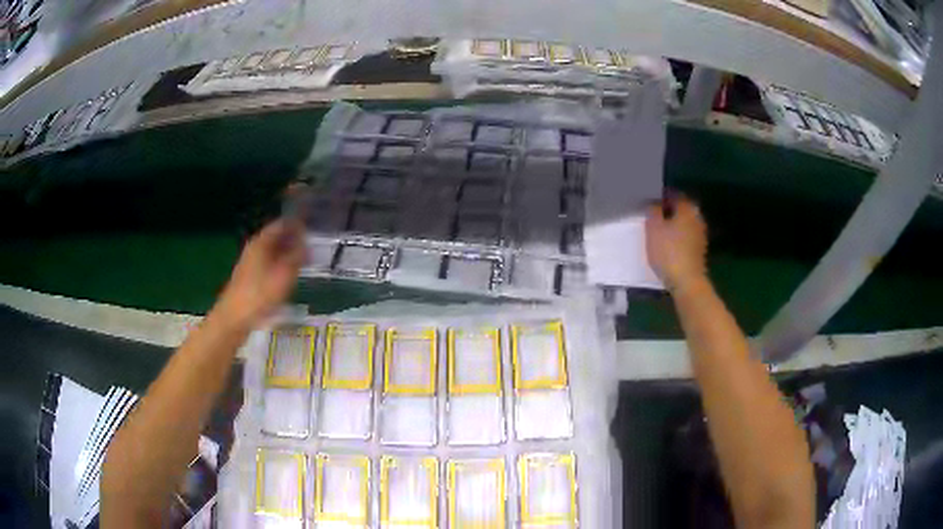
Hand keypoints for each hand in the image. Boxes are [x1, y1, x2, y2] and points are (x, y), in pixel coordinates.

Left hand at [215, 219, 305, 329]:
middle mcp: (255, 248)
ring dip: (288, 253)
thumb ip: (297, 257)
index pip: (282, 224)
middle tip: (312, 245)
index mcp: (261, 242)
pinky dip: (280, 265)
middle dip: (293, 239)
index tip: (312, 228)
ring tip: (304, 260)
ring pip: (273, 251)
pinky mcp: (250, 277)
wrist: (234, 318)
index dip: (297, 224)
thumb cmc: (259, 295)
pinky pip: (269, 264)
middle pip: (276, 237)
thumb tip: (307, 244)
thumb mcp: (284, 275)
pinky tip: (289, 275)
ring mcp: (251, 263)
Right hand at [645, 194, 707, 290]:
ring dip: (673, 226)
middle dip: (667, 212)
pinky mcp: (700, 250)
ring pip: (683, 223)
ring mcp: (700, 234)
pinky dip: (678, 238)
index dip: (660, 198)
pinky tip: (668, 246)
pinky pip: (686, 237)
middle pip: (680, 209)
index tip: (649, 204)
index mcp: (687, 208)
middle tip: (652, 218)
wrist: (687, 281)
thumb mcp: (653, 228)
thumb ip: (653, 211)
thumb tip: (655, 204)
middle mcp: (697, 217)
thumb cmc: (669, 252)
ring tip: (658, 233)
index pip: (673, 195)